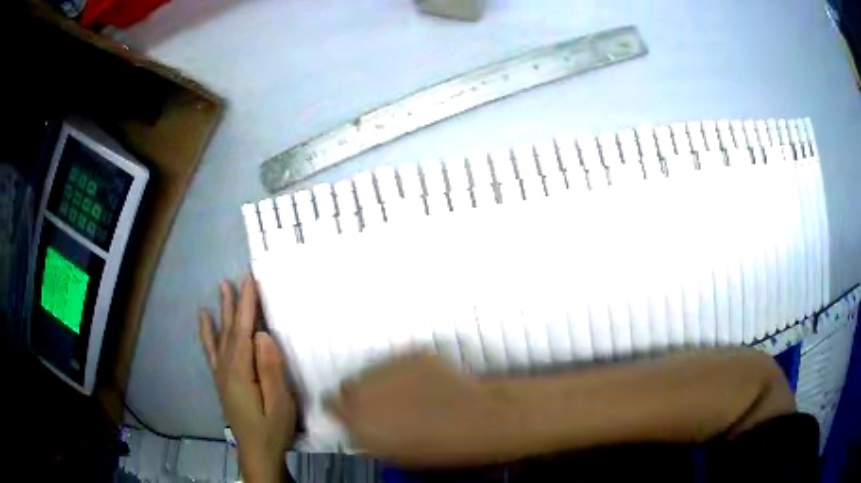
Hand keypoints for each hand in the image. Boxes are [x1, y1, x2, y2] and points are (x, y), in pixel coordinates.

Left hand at [199, 275, 295, 482]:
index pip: (244, 331)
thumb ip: (270, 369)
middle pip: (230, 329)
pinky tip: (205, 320)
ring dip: (222, 311)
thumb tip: (262, 335)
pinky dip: (208, 333)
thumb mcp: (280, 403)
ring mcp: (221, 374)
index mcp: (240, 372)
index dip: (247, 304)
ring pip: (221, 337)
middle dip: (235, 302)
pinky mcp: (222, 381)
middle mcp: (226, 368)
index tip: (250, 280)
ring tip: (221, 289)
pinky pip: (212, 351)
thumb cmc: (272, 429)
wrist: (257, 453)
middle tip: (238, 278)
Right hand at [326, 353, 516, 466]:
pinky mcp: (411, 354)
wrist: (478, 419)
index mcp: (357, 420)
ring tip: (406, 392)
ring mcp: (388, 369)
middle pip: (348, 385)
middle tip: (381, 403)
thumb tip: (357, 428)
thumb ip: (367, 438)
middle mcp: (365, 390)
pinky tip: (426, 382)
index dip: (341, 407)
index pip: (330, 403)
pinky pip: (398, 362)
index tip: (350, 410)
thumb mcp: (395, 455)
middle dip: (359, 394)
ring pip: (372, 371)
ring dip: (381, 381)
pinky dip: (405, 370)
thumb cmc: (438, 449)